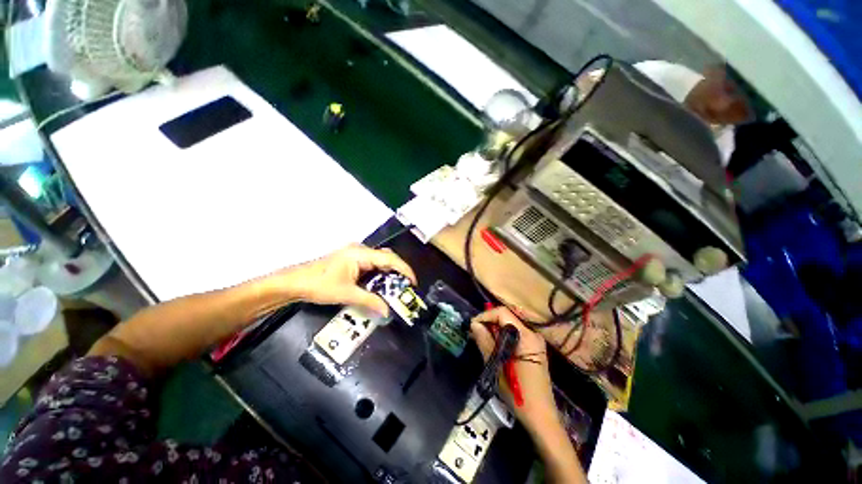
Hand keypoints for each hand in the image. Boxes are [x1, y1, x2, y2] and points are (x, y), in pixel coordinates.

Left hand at [280, 244, 416, 316]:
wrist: (294, 282)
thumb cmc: (319, 285)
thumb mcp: (347, 294)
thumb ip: (370, 301)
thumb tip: (387, 311)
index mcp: (360, 253)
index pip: (389, 259)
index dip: (404, 269)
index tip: (413, 282)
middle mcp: (360, 250)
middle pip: (386, 257)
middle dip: (398, 271)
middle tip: (405, 287)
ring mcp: (355, 253)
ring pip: (379, 261)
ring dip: (388, 273)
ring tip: (395, 288)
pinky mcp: (351, 259)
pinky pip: (371, 264)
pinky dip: (378, 274)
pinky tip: (380, 285)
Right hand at [471, 307, 556, 433]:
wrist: (541, 417)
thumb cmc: (519, 394)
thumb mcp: (497, 368)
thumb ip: (486, 342)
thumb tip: (474, 324)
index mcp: (527, 337)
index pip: (503, 313)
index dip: (486, 316)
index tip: (472, 326)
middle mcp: (533, 334)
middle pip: (507, 317)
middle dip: (489, 322)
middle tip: (474, 333)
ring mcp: (534, 341)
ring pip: (509, 325)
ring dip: (494, 329)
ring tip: (480, 338)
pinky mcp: (533, 348)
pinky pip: (514, 333)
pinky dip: (501, 336)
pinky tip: (492, 344)